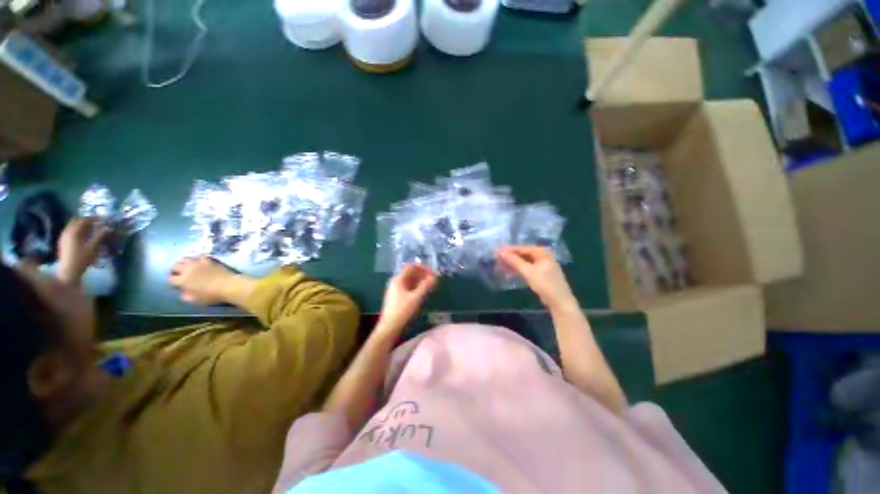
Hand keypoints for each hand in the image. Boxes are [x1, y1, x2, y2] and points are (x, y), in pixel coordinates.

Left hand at [57, 217, 110, 284]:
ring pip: (73, 226)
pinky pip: (71, 232)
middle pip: (76, 221)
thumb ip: (100, 236)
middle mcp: (67, 231)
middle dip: (87, 220)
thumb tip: (108, 228)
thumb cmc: (82, 259)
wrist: (68, 272)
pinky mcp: (64, 243)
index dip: (94, 218)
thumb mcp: (93, 248)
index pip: (84, 220)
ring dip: (82, 225)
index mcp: (74, 231)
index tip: (103, 219)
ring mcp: (64, 237)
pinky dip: (78, 231)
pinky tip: (84, 235)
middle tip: (97, 222)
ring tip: (92, 228)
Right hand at [169, 256, 244, 305]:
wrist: (228, 285)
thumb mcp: (195, 300)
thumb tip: (182, 292)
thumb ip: (185, 296)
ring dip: (182, 263)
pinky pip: (200, 256)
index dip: (171, 282)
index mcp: (183, 280)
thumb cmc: (211, 295)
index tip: (174, 284)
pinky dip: (197, 257)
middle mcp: (188, 269)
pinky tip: (198, 261)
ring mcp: (198, 263)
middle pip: (175, 266)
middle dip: (173, 270)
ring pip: (185, 259)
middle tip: (177, 274)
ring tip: (185, 267)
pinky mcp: (208, 260)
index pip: (171, 279)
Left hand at [379, 264, 437, 333]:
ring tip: (430, 285)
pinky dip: (416, 287)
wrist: (389, 328)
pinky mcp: (397, 298)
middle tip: (433, 278)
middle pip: (410, 273)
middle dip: (422, 274)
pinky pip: (408, 288)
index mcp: (398, 280)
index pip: (410, 267)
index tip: (432, 270)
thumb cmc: (402, 311)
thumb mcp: (416, 298)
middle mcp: (396, 282)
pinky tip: (423, 292)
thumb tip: (434, 277)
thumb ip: (425, 286)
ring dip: (420, 281)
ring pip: (410, 281)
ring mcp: (396, 290)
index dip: (422, 267)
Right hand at [497, 246, 576, 309]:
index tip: (496, 252)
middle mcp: (543, 256)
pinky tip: (509, 273)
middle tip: (497, 259)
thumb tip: (501, 252)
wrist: (559, 302)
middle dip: (510, 257)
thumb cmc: (545, 284)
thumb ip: (514, 261)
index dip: (508, 250)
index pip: (522, 248)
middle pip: (523, 254)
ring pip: (524, 262)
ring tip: (500, 266)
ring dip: (512, 264)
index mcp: (542, 252)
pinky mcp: (540, 274)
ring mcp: (542, 265)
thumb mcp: (528, 271)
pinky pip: (526, 268)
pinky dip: (518, 270)